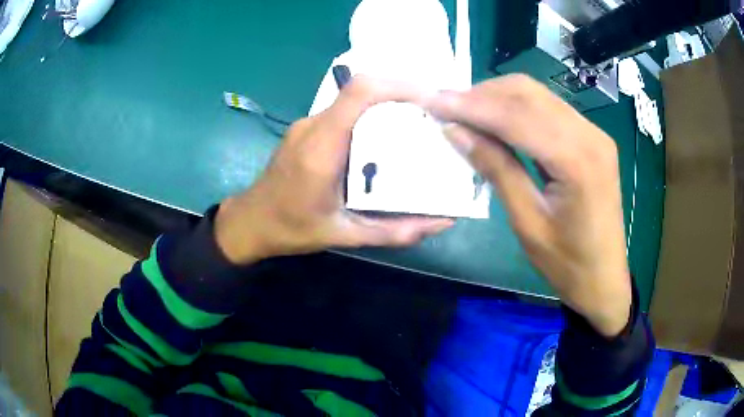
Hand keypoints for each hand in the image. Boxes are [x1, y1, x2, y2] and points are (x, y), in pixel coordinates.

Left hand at [214, 76, 453, 264]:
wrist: (251, 222)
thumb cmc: (292, 230)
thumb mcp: (347, 236)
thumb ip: (396, 231)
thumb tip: (444, 221)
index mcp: (321, 149)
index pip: (358, 93)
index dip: (397, 85)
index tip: (430, 98)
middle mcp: (313, 127)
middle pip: (362, 92)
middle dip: (401, 97)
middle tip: (432, 118)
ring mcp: (307, 124)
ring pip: (353, 101)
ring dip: (386, 107)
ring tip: (415, 128)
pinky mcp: (307, 129)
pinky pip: (344, 112)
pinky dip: (370, 118)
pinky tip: (384, 140)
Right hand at [427, 75, 630, 337]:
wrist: (604, 278)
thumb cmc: (567, 263)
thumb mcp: (527, 222)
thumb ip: (495, 169)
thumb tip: (456, 131)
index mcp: (578, 161)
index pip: (516, 117)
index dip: (471, 106)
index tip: (434, 101)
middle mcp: (590, 135)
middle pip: (528, 93)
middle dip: (483, 94)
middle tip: (447, 106)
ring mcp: (594, 133)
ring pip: (538, 95)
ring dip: (499, 97)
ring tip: (466, 112)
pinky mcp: (592, 138)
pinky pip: (549, 109)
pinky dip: (518, 108)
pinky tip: (497, 120)